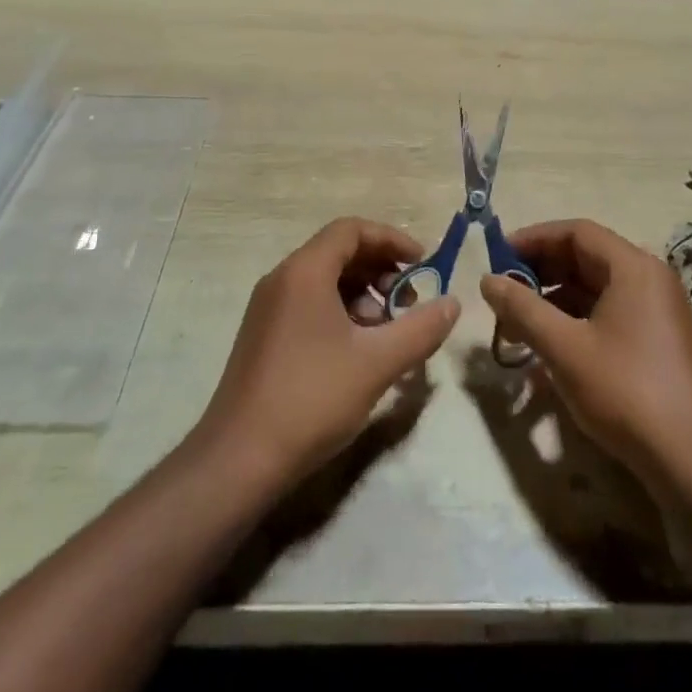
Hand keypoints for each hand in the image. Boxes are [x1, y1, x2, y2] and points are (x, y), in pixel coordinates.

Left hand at [197, 217, 459, 489]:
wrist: (238, 460)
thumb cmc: (311, 399)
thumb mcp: (377, 363)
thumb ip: (420, 329)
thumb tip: (452, 304)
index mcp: (304, 271)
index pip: (352, 230)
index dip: (391, 240)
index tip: (423, 263)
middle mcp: (282, 279)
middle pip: (339, 253)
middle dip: (381, 270)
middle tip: (410, 302)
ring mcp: (269, 309)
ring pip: (325, 281)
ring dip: (363, 295)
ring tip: (389, 331)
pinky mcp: (264, 336)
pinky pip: (310, 305)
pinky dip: (341, 313)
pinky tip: (360, 351)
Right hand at [480, 219, 691, 491]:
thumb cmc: (626, 392)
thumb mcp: (564, 348)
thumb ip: (522, 309)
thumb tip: (487, 280)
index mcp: (634, 267)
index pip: (577, 232)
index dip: (534, 239)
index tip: (498, 258)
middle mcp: (650, 279)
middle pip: (587, 258)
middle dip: (541, 272)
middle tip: (504, 292)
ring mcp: (659, 311)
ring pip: (596, 289)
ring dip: (555, 300)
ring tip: (517, 325)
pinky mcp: (660, 342)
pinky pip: (610, 314)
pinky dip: (577, 321)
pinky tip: (550, 348)